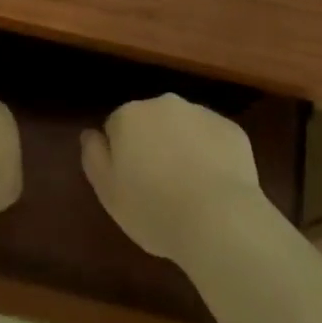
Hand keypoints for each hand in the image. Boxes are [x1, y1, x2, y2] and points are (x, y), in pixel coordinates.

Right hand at [82, 94, 264, 263]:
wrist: (218, 219)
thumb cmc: (153, 209)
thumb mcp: (108, 192)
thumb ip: (93, 156)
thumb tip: (90, 133)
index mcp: (130, 116)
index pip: (116, 127)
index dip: (122, 156)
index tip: (131, 183)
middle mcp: (164, 104)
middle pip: (151, 122)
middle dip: (152, 144)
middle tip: (159, 185)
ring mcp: (201, 112)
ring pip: (183, 127)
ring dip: (182, 147)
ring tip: (189, 188)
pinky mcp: (231, 129)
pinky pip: (213, 139)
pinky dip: (211, 155)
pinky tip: (214, 186)